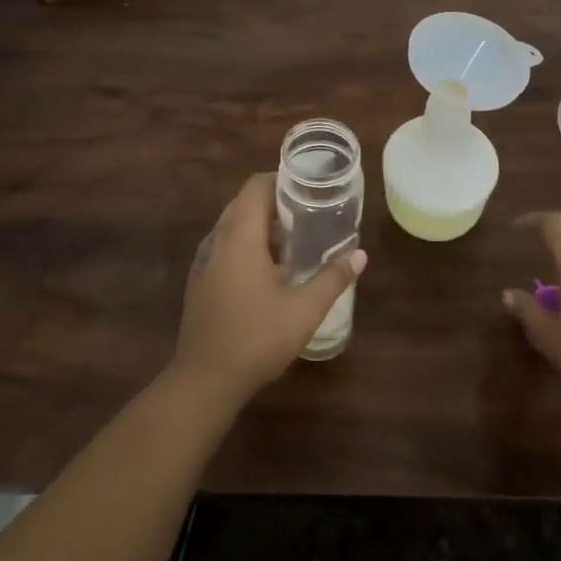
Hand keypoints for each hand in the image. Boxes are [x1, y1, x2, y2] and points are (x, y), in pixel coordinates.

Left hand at [170, 174, 365, 406]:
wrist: (204, 381)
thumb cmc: (255, 339)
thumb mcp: (303, 311)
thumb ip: (333, 279)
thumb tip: (360, 255)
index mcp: (239, 237)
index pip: (255, 187)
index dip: (280, 180)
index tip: (308, 187)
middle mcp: (217, 241)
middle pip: (243, 203)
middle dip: (274, 202)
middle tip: (308, 212)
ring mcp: (204, 262)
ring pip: (232, 226)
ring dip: (259, 225)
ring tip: (293, 239)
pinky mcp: (200, 281)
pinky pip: (224, 247)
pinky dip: (246, 244)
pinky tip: (269, 270)